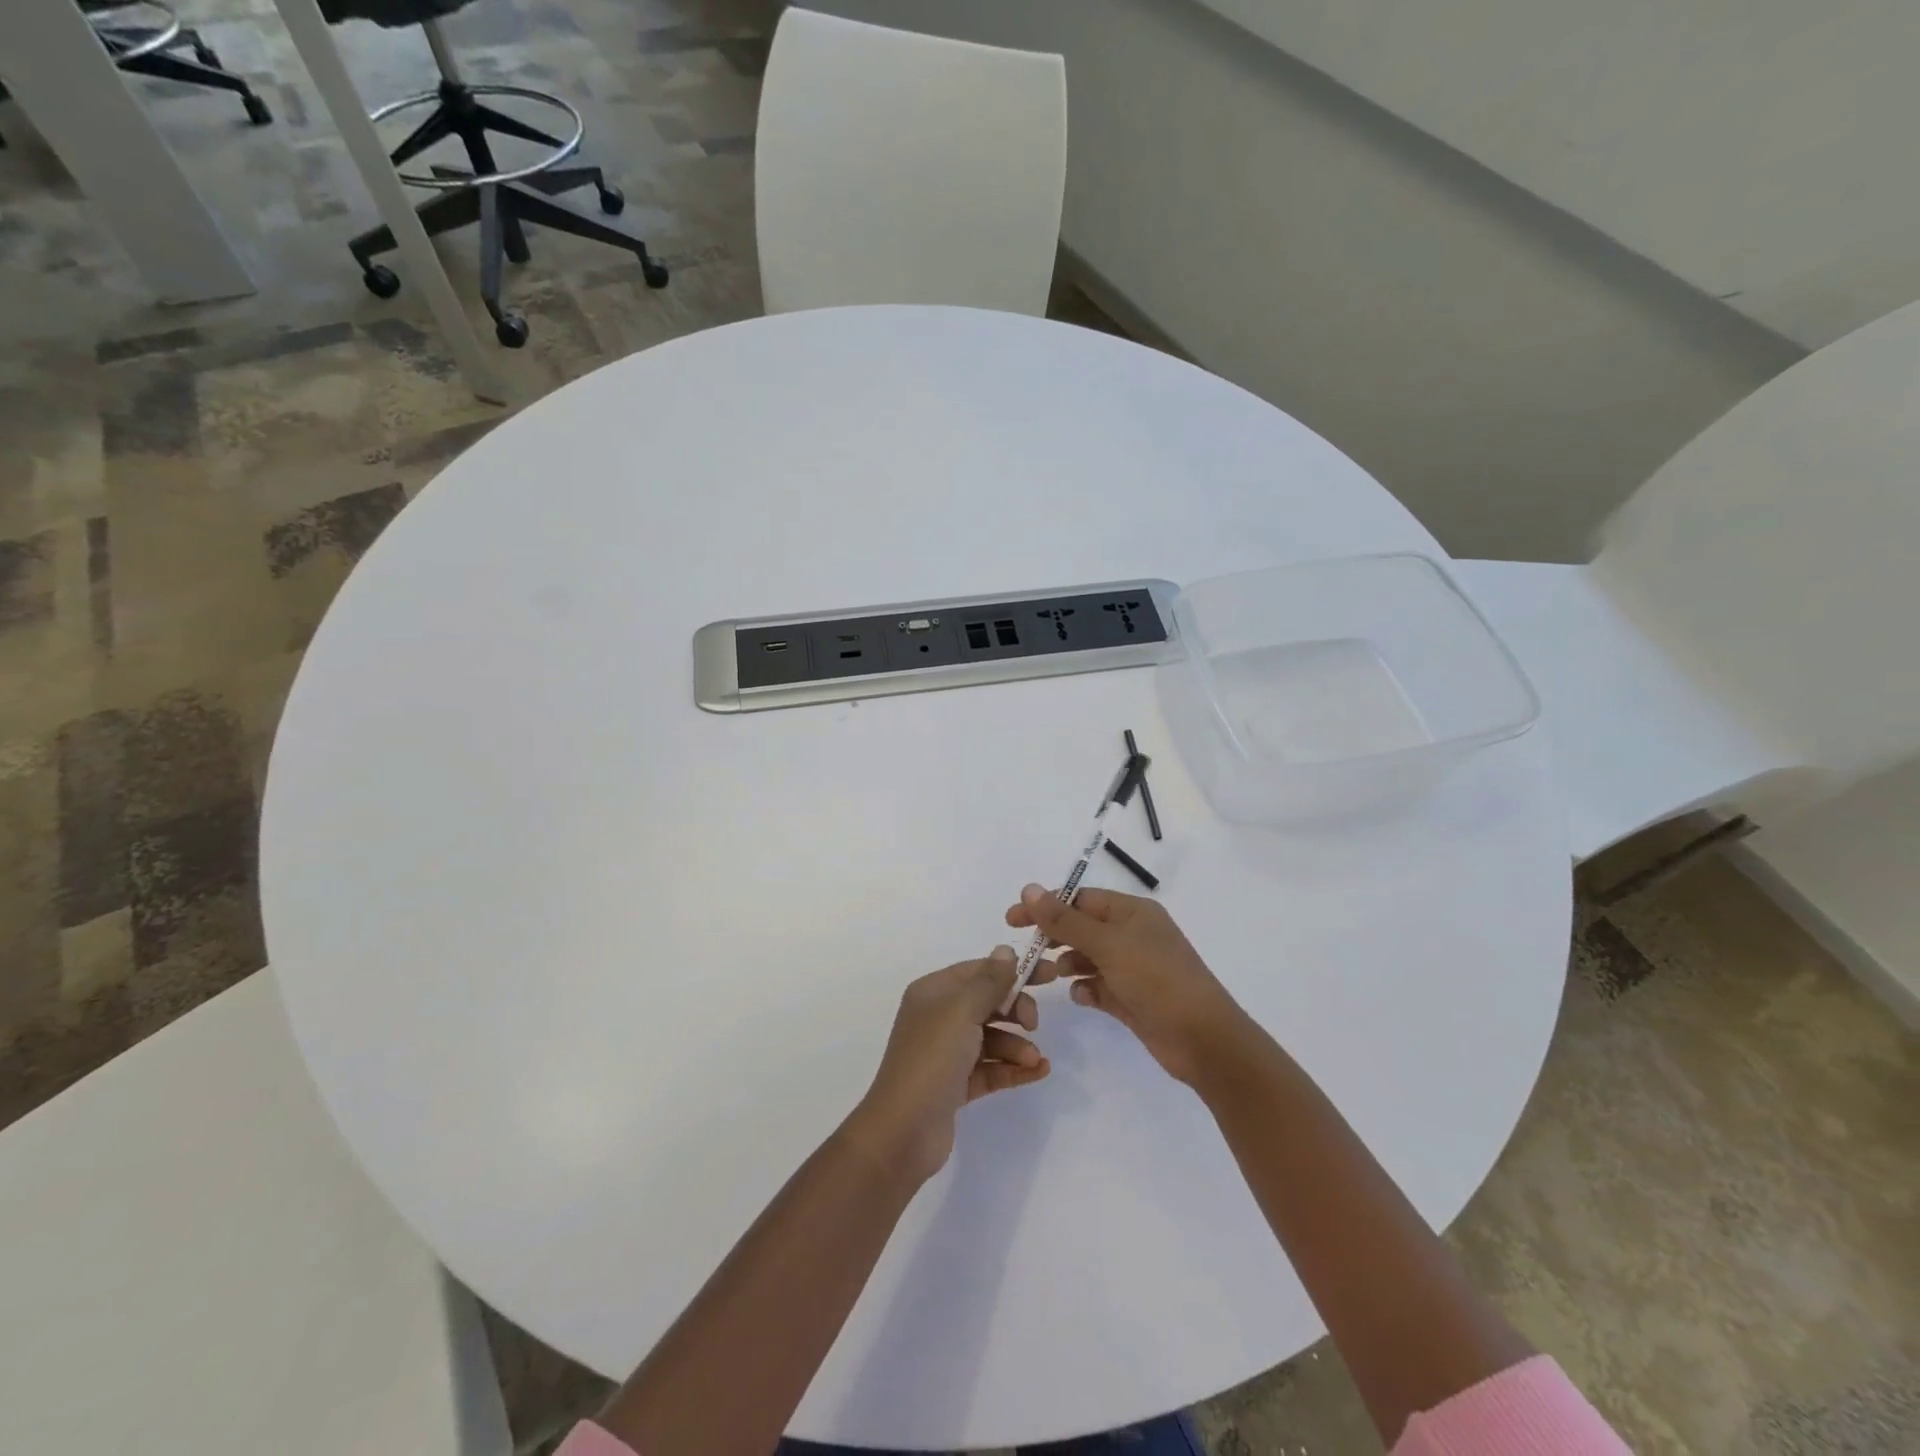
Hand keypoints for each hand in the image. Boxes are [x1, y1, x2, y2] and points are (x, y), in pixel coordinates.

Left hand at [850, 947, 1053, 1181]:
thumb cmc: (931, 1059)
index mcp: (934, 993)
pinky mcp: (956, 1085)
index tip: (1049, 974)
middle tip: (1034, 1024)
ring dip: (1017, 1045)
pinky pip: (992, 1068)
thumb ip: (989, 981)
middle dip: (1015, 1010)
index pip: (979, 971)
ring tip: (1033, 1059)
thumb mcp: (962, 1011)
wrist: (903, 1131)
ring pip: (992, 1038)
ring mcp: (947, 1053)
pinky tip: (1038, 1071)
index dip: (1013, 971)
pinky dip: (1013, 1068)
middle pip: (987, 1003)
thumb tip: (1005, 950)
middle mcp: (939, 1018)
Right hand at [1005, 883, 1248, 1085]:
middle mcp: (1133, 935)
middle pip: (1082, 927)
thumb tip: (1028, 889)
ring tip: (1049, 977)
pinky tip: (1081, 997)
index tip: (1013, 920)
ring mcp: (1134, 968)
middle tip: (1026, 953)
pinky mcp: (1132, 999)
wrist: (1203, 1039)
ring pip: (1088, 958)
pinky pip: (1099, 987)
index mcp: (1132, 912)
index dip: (1046, 906)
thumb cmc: (1156, 979)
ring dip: (1067, 964)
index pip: (1080, 899)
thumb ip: (1065, 919)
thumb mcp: (1107, 944)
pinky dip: (1086, 989)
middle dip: (1054, 937)